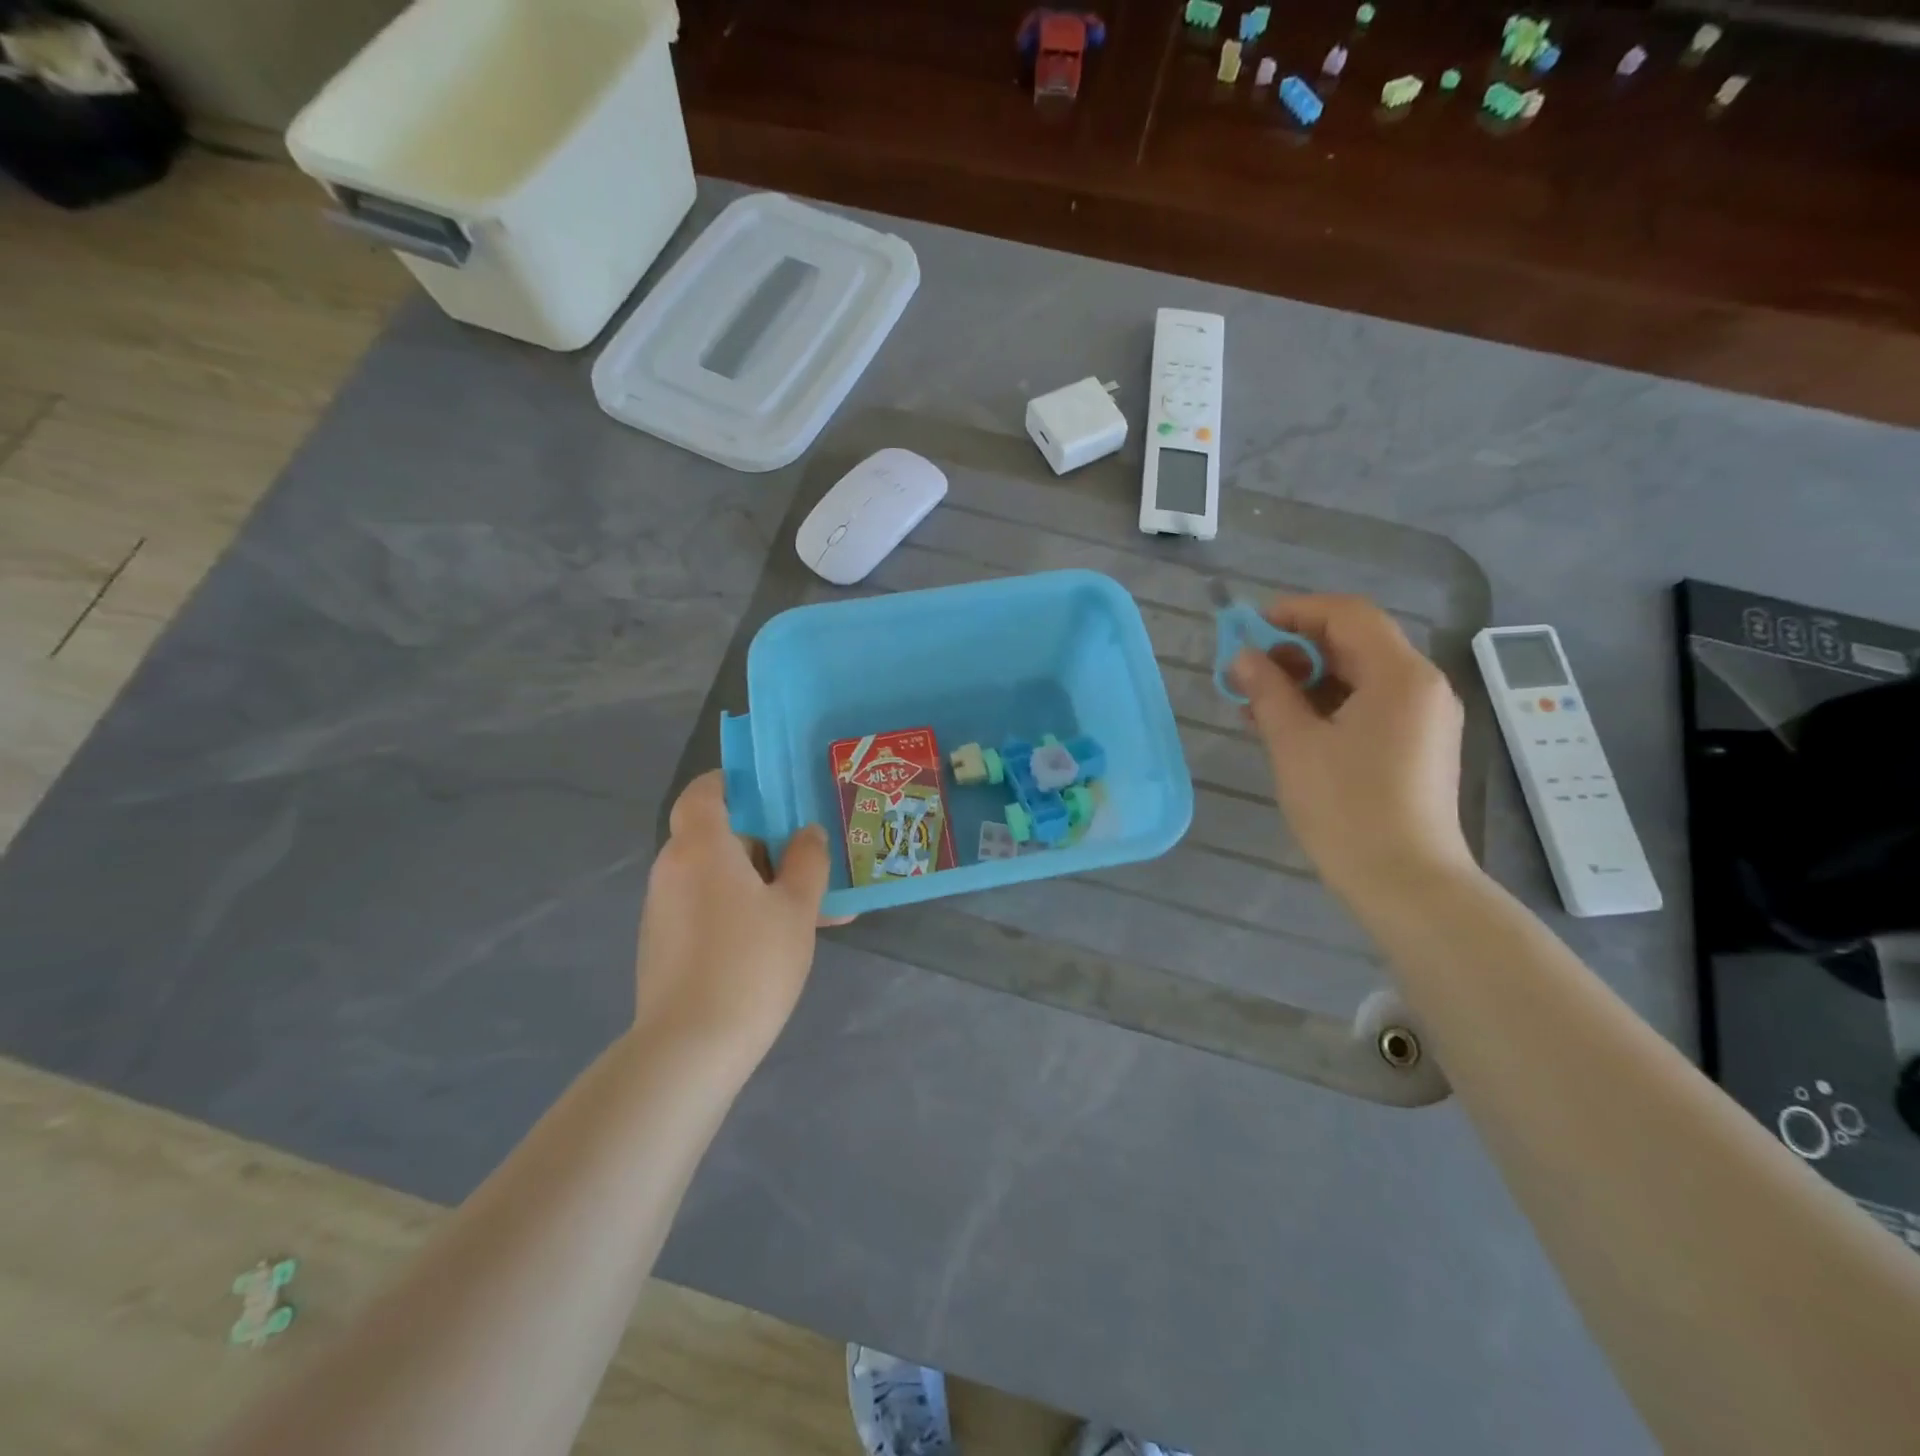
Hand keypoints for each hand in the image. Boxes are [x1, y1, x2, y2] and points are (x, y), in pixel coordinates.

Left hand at [633, 772, 831, 1071]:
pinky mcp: (663, 944)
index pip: (704, 792)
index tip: (773, 793)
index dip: (734, 783)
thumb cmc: (751, 963)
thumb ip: (807, 862)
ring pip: (716, 876)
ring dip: (757, 881)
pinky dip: (738, 910)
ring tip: (808, 908)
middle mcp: (673, 869)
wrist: (690, 1049)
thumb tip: (808, 834)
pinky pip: (706, 908)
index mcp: (702, 847)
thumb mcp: (796, 909)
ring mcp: (663, 909)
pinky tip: (778, 940)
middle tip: (807, 858)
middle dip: (763, 842)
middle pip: (716, 835)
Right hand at [1229, 594, 1472, 904]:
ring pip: (1359, 676)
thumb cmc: (1347, 808)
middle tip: (1246, 671)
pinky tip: (1287, 726)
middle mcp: (1422, 686)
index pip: (1347, 616)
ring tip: (1256, 703)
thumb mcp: (1295, 744)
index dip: (1295, 612)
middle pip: (1355, 643)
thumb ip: (1268, 691)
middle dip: (1295, 650)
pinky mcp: (1417, 745)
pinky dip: (1327, 705)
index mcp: (1400, 676)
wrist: (1405, 882)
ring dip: (1307, 680)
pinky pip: (1368, 705)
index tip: (1249, 627)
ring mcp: (1424, 718)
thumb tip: (1244, 657)